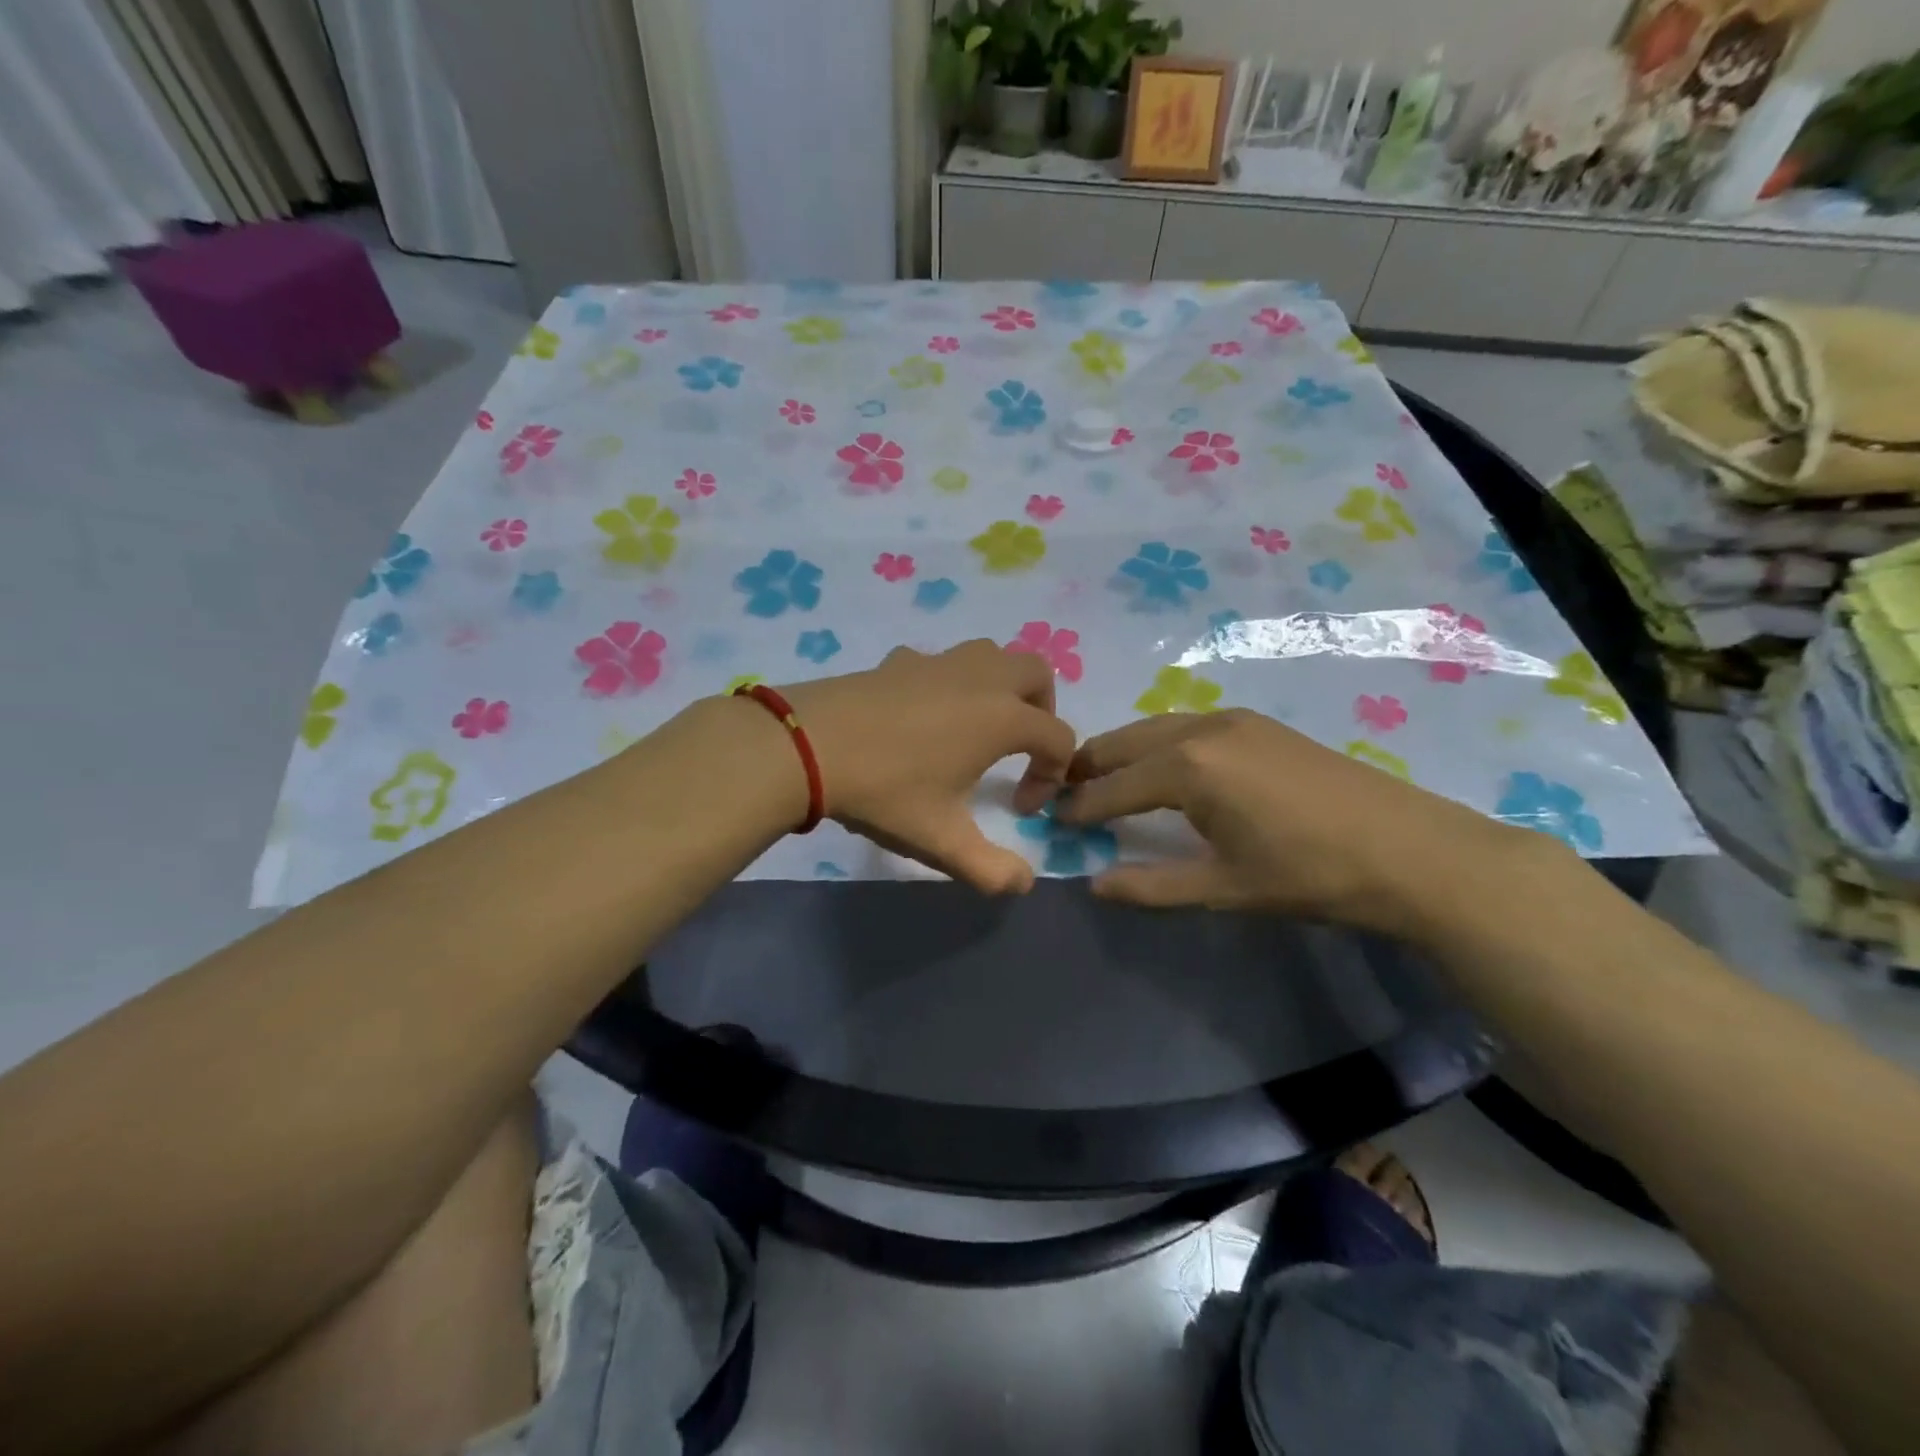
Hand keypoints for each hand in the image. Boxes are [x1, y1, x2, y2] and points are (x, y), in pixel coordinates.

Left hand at [779, 641, 1075, 893]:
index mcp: (1001, 718)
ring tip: (981, 727)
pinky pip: (944, 662)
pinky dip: (953, 682)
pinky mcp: (900, 659)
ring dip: (1003, 686)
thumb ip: (991, 869)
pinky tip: (926, 715)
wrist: (808, 747)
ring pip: (992, 654)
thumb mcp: (942, 841)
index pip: (1057, 737)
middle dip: (1042, 711)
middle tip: (1022, 750)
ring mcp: (938, 662)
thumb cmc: (886, 792)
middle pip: (1037, 673)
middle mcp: (979, 678)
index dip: (1052, 775)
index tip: (1020, 809)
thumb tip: (1023, 883)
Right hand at [1056, 708, 1530, 937]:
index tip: (1049, 819)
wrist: (1411, 850)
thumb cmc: (1309, 874)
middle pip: (1125, 742)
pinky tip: (1164, 769)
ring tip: (1105, 781)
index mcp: (1187, 768)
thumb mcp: (1224, 888)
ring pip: (1155, 728)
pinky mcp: (1259, 723)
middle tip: (1062, 792)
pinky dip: (1158, 744)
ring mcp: (1234, 720)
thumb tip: (1095, 883)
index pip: (1112, 787)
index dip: (1078, 807)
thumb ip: (1151, 885)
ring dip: (1123, 751)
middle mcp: (1202, 729)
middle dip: (1089, 766)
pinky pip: (1186, 726)